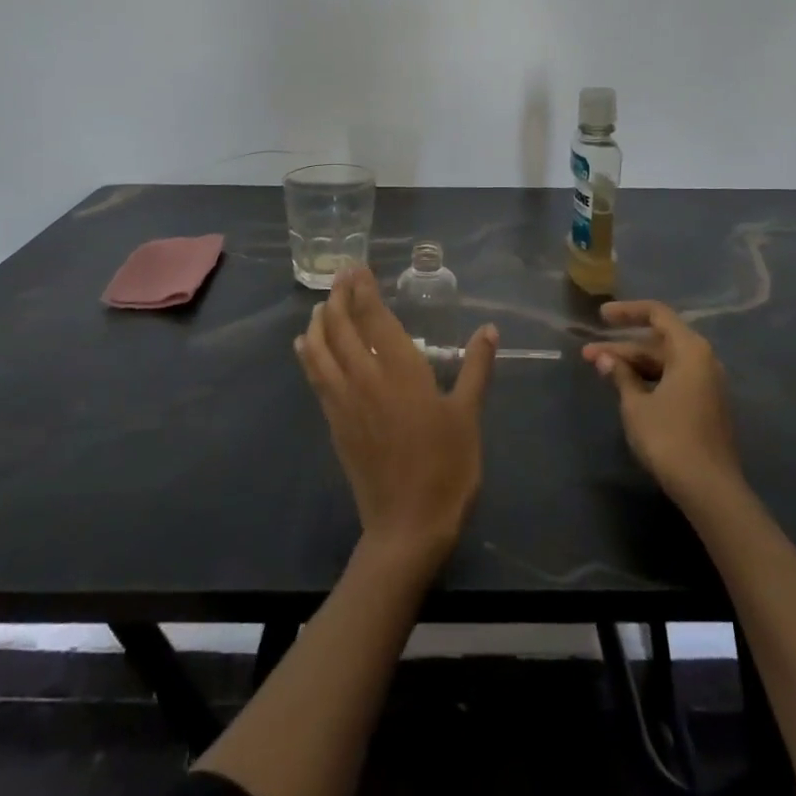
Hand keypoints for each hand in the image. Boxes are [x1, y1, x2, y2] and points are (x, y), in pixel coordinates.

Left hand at [295, 268, 499, 571]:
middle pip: (342, 327)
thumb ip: (477, 367)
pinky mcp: (334, 424)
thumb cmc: (447, 467)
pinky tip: (306, 345)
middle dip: (339, 297)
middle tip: (340, 276)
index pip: (374, 318)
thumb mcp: (468, 415)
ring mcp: (345, 402)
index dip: (364, 290)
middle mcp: (367, 378)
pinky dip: (309, 354)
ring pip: (321, 350)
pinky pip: (315, 378)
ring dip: (320, 322)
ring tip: (323, 304)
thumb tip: (488, 328)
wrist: (408, 527)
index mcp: (402, 371)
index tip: (358, 268)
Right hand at [582, 301, 743, 509]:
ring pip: (664, 363)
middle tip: (588, 356)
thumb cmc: (669, 438)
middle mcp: (703, 360)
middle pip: (658, 342)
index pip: (657, 314)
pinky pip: (673, 379)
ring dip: (633, 365)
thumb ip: (621, 375)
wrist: (709, 489)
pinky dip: (648, 379)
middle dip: (622, 347)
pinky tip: (626, 388)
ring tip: (601, 371)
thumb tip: (605, 359)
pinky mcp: (705, 406)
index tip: (600, 317)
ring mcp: (707, 384)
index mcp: (690, 350)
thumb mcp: (636, 404)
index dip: (627, 312)